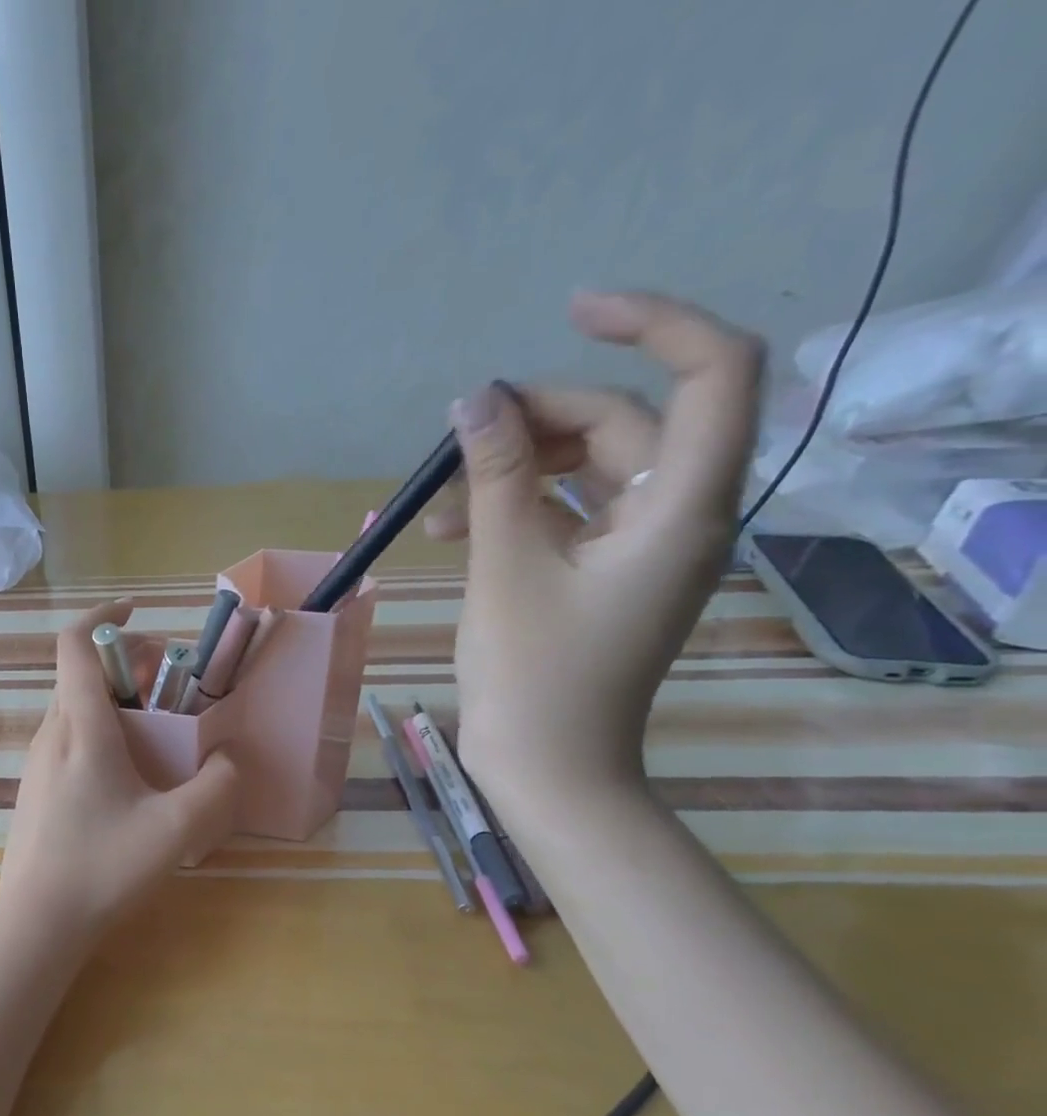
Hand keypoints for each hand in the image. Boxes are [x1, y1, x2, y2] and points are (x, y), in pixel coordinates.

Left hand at [0, 602, 238, 943]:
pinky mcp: (34, 788)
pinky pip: (68, 738)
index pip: (75, 644)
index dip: (105, 615)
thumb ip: (217, 787)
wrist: (36, 923)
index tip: (139, 611)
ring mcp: (37, 762)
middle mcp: (51, 733)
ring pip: (75, 707)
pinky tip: (129, 773)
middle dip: (127, 663)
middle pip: (82, 673)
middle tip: (171, 681)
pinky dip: (100, 730)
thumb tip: (231, 759)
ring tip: (158, 727)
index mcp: (80, 727)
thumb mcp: (176, 829)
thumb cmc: (104, 868)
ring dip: (115, 699)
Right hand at [443, 291, 763, 809]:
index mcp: (682, 509)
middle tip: (457, 440)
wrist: (546, 768)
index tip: (570, 313)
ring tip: (436, 505)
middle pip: (623, 424)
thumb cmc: (532, 677)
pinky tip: (450, 531)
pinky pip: (567, 515)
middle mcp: (678, 516)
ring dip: (512, 471)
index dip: (653, 322)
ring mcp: (642, 548)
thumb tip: (475, 399)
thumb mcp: (505, 568)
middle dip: (535, 421)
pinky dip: (514, 510)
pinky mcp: (606, 574)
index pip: (713, 373)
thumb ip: (495, 476)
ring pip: (587, 471)